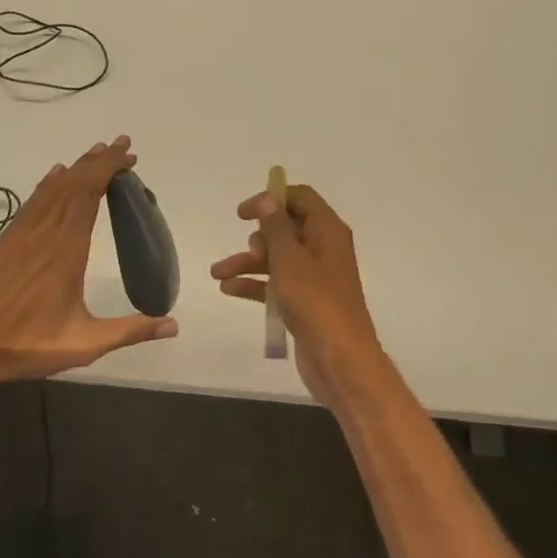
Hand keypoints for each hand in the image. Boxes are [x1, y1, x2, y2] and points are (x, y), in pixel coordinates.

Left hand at [0, 136, 177, 390]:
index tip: (127, 154)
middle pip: (71, 185)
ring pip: (50, 190)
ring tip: (95, 154)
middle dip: (98, 162)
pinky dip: (47, 185)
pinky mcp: (4, 243)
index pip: (88, 195)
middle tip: (121, 145)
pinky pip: (31, 203)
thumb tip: (174, 325)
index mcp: (65, 251)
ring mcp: (19, 236)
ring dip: (75, 169)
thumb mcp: (85, 344)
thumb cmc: (27, 345)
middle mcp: (42, 234)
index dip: (107, 169)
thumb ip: (130, 331)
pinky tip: (53, 178)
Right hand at [210, 183, 387, 408]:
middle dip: (258, 238)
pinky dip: (254, 284)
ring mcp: (314, 277)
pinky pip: (275, 284)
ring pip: (276, 258)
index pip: (300, 198)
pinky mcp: (304, 301)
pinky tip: (227, 290)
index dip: (271, 199)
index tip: (243, 213)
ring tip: (217, 273)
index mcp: (327, 231)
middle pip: (285, 229)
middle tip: (248, 252)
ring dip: (248, 263)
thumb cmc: (316, 303)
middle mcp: (323, 249)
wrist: (340, 359)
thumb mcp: (290, 260)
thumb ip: (276, 227)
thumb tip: (268, 198)